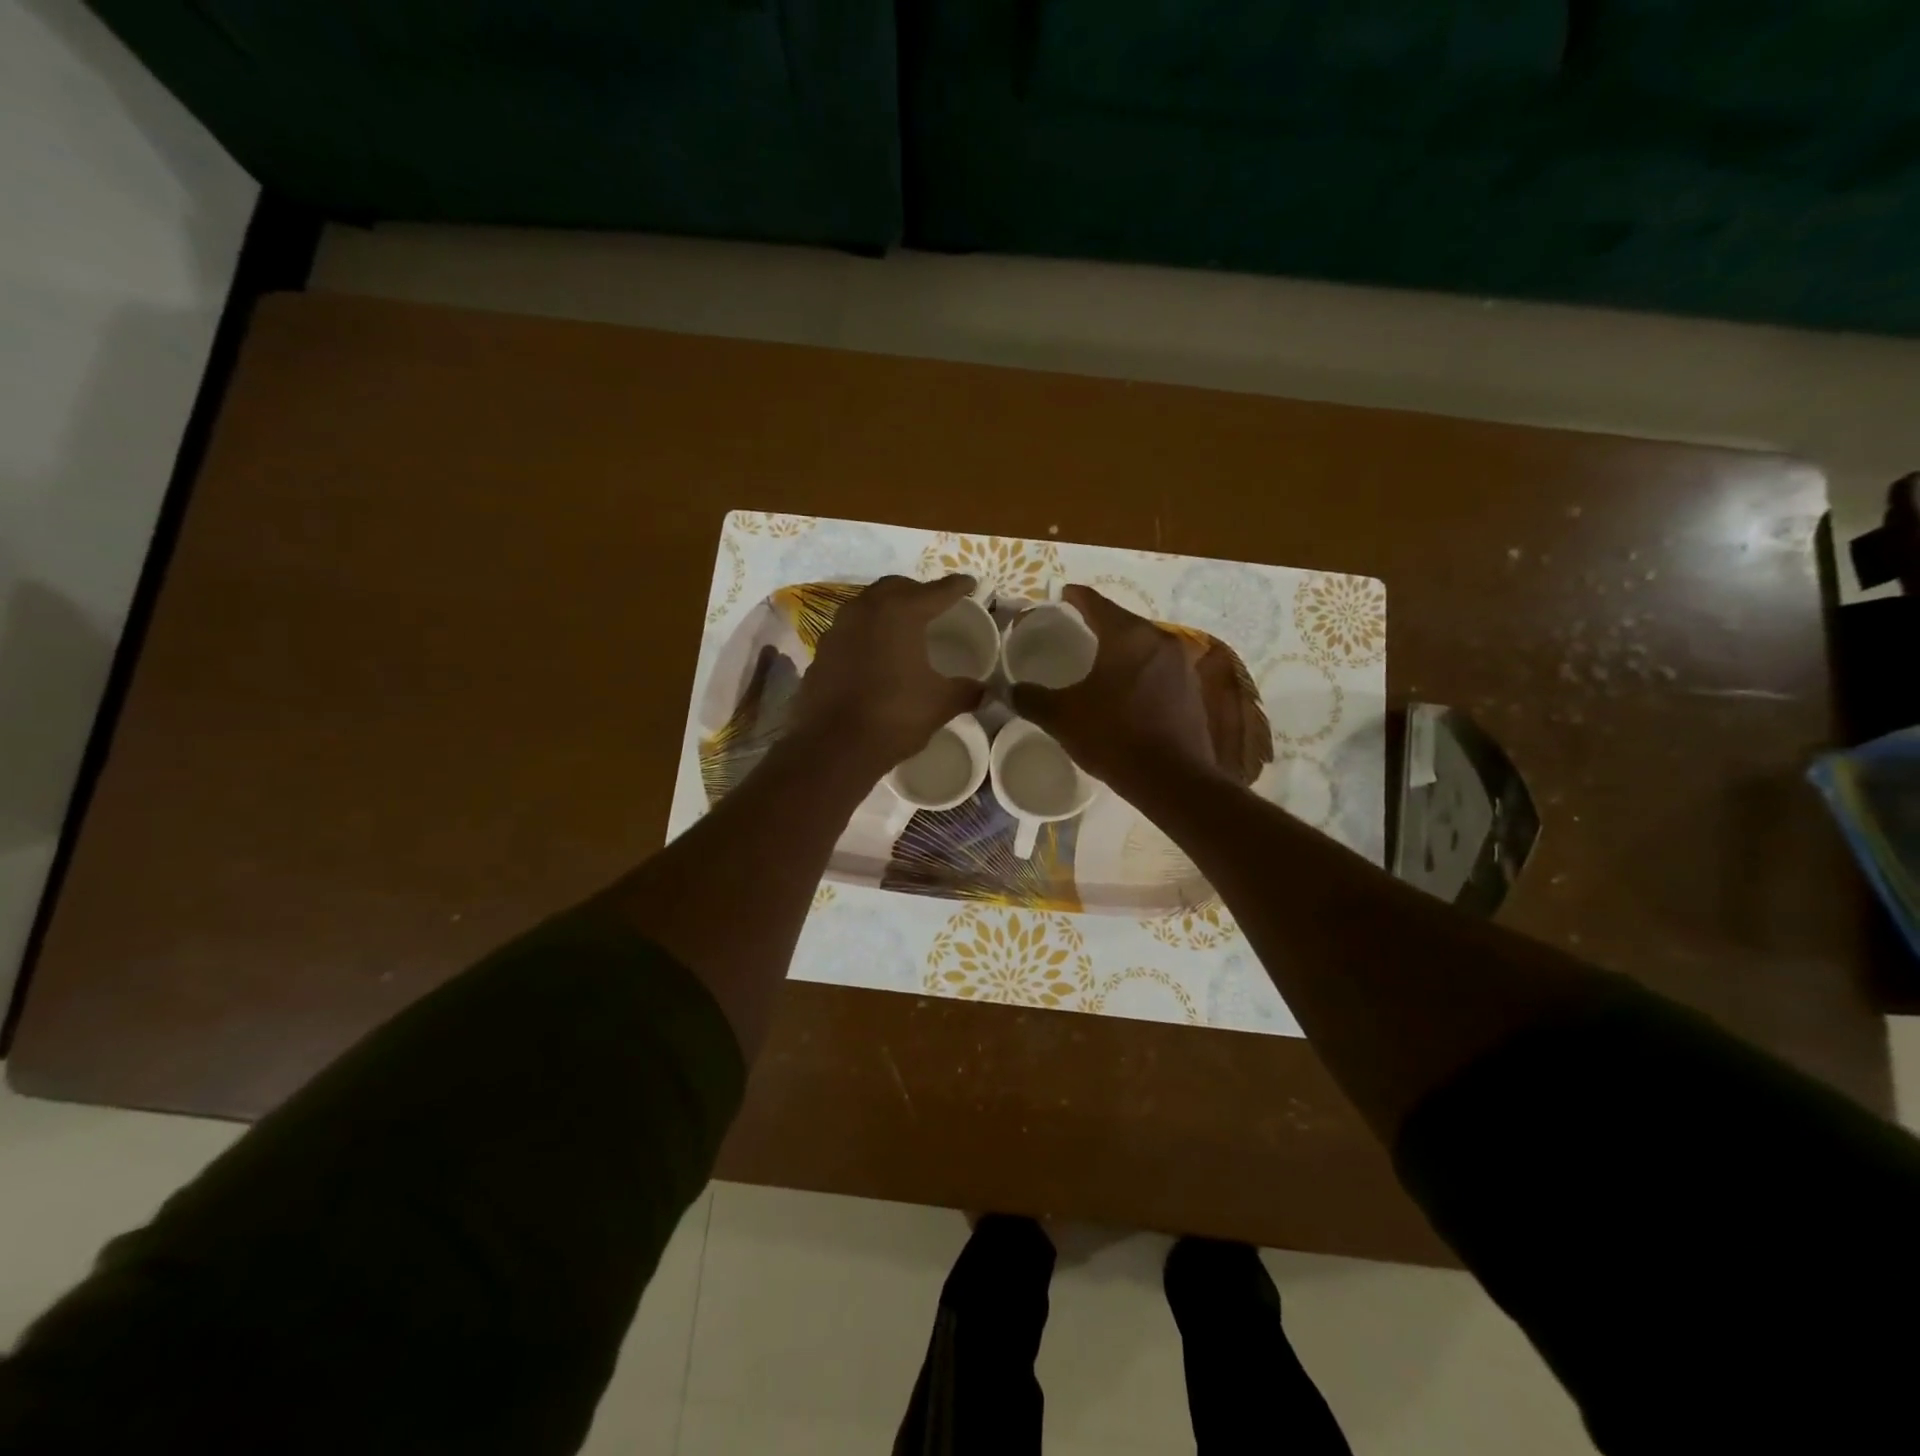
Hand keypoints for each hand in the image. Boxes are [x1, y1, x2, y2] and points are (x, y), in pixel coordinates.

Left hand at [788, 574, 986, 780]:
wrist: (834, 746)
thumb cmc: (895, 716)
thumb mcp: (940, 703)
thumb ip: (965, 691)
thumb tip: (985, 691)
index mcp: (900, 613)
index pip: (936, 591)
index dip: (956, 587)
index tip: (970, 583)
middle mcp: (866, 610)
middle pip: (895, 587)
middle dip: (917, 591)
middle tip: (933, 603)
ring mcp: (838, 629)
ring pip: (867, 605)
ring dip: (886, 608)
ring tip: (903, 625)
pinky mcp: (821, 652)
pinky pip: (849, 631)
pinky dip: (866, 633)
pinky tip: (874, 653)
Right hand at [1009, 585, 1220, 793]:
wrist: (1171, 780)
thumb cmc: (1113, 737)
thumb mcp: (1063, 718)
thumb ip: (1032, 699)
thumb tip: (1009, 689)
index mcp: (1127, 635)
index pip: (1094, 603)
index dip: (1074, 597)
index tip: (1060, 596)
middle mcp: (1159, 639)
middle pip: (1122, 621)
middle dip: (1098, 624)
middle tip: (1074, 631)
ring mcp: (1182, 664)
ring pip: (1143, 645)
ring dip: (1121, 649)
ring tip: (1098, 661)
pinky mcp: (1192, 689)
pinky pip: (1158, 668)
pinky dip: (1139, 671)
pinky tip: (1125, 689)